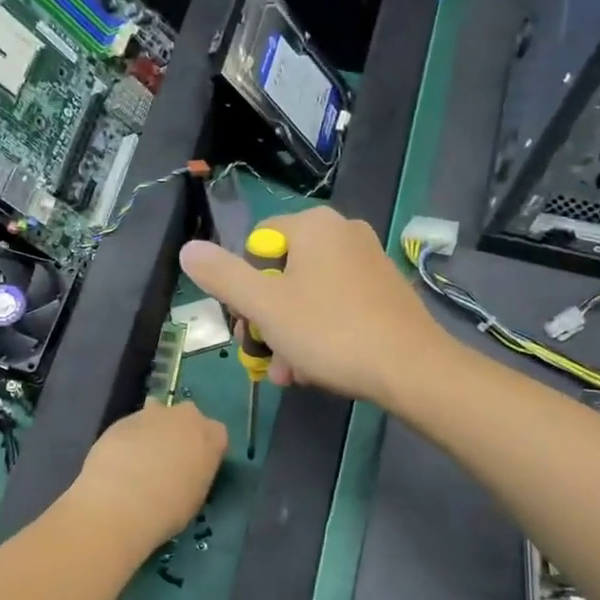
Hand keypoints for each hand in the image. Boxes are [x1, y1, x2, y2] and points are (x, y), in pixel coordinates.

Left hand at [66, 400, 227, 556]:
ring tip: (141, 458)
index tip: (196, 467)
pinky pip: (131, 427)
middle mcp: (186, 416)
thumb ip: (195, 475)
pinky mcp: (122, 419)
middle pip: (188, 417)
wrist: (122, 500)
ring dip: (152, 430)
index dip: (205, 450)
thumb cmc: (170, 508)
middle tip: (169, 460)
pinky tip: (119, 461)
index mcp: (211, 436)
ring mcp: (152, 414)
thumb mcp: (195, 497)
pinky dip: (128, 439)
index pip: (216, 434)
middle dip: (179, 432)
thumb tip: (184, 474)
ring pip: (157, 414)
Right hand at [178, 207, 450, 408]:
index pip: (257, 244)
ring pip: (308, 296)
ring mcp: (369, 262)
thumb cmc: (330, 331)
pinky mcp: (385, 292)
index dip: (243, 286)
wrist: (411, 369)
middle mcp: (344, 233)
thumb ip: (222, 276)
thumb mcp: (264, 306)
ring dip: (289, 335)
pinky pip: (337, 307)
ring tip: (289, 374)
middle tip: (263, 356)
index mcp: (314, 225)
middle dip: (266, 320)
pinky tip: (316, 370)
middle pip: (282, 273)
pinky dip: (320, 334)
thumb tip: (188, 249)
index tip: (247, 324)